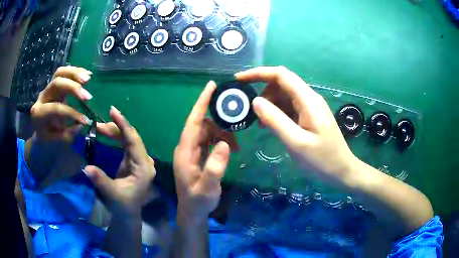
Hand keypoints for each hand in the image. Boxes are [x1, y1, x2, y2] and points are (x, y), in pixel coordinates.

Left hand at [30, 66, 93, 141]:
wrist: (39, 129)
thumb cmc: (46, 137)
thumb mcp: (55, 141)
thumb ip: (66, 134)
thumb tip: (81, 124)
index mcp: (39, 113)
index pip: (55, 108)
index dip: (71, 113)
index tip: (85, 121)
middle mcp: (42, 96)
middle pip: (56, 83)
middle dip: (73, 87)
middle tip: (87, 96)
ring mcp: (48, 88)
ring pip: (60, 72)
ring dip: (75, 73)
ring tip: (88, 78)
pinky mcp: (55, 83)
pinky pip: (64, 72)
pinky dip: (76, 71)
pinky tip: (87, 75)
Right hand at [84, 106, 155, 215]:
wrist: (127, 213)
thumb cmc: (122, 206)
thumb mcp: (111, 194)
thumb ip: (100, 180)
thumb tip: (86, 168)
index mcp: (144, 168)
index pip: (134, 141)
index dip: (124, 125)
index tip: (113, 111)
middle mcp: (145, 162)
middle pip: (131, 138)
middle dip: (116, 127)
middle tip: (100, 123)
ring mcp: (140, 161)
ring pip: (128, 139)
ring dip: (114, 131)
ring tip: (99, 127)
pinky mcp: (133, 161)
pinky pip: (125, 144)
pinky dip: (115, 137)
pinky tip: (106, 133)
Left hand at [174, 81, 237, 223]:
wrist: (193, 212)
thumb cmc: (198, 201)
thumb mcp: (207, 188)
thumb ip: (215, 168)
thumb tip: (225, 144)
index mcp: (185, 152)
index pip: (193, 121)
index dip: (201, 103)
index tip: (211, 86)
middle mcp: (186, 148)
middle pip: (202, 125)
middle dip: (219, 123)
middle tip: (236, 126)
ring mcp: (192, 152)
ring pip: (207, 132)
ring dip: (222, 134)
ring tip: (236, 145)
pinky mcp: (197, 156)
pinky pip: (209, 141)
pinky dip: (220, 141)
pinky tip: (230, 149)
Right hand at [235, 66, 357, 185]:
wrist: (341, 171)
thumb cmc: (322, 159)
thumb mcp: (296, 142)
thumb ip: (275, 120)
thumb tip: (255, 101)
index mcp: (308, 100)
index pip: (281, 75)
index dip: (259, 73)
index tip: (239, 79)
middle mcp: (309, 98)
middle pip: (281, 83)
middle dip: (262, 91)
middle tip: (247, 109)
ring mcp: (310, 107)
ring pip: (284, 96)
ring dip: (268, 104)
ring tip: (258, 122)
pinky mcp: (309, 116)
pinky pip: (289, 107)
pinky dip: (276, 112)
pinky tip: (270, 125)